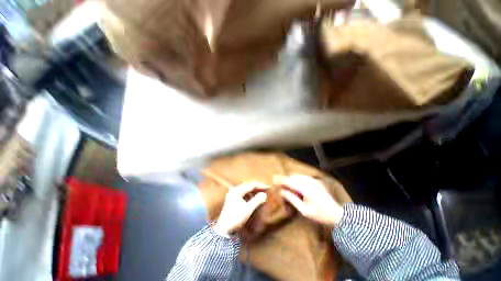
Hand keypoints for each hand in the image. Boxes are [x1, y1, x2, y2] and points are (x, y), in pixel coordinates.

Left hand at [213, 182, 267, 234]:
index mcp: (237, 191)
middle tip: (265, 189)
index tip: (268, 187)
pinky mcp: (232, 199)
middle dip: (256, 187)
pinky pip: (242, 194)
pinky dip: (249, 195)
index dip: (260, 185)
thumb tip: (264, 195)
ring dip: (253, 191)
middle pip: (247, 185)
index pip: (251, 185)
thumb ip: (257, 201)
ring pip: (245, 189)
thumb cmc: (236, 218)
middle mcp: (234, 190)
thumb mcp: (248, 209)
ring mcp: (232, 195)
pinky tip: (252, 199)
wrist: (223, 230)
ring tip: (260, 193)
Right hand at [278, 175, 343, 227]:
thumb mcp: (304, 210)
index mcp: (306, 188)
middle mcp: (309, 181)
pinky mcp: (316, 181)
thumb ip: (292, 199)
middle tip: (280, 185)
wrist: (337, 214)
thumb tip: (282, 191)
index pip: (290, 181)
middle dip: (286, 179)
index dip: (281, 179)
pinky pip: (303, 177)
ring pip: (298, 176)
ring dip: (291, 179)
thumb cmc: (320, 215)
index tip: (273, 178)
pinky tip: (296, 186)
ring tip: (286, 186)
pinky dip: (297, 179)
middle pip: (293, 177)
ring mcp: (313, 180)